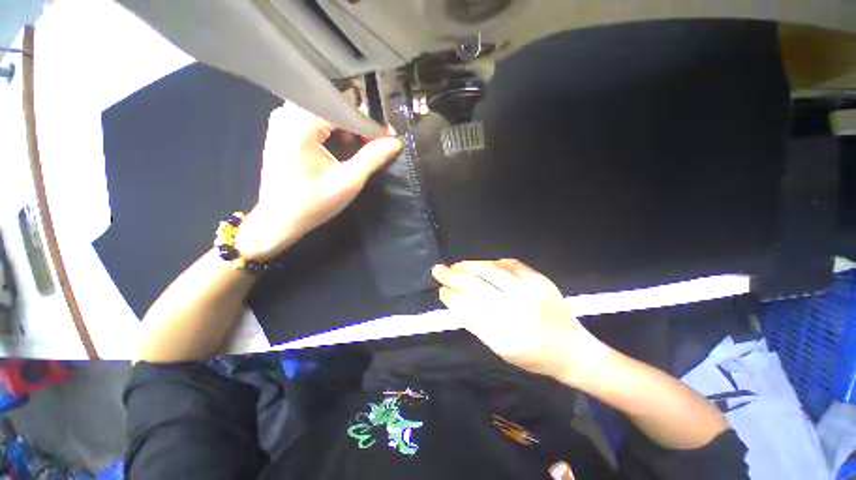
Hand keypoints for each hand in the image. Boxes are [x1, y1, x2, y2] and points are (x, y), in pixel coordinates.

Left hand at [235, 102, 402, 260]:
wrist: (279, 220)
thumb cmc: (314, 203)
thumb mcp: (349, 181)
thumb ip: (373, 157)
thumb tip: (395, 142)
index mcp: (301, 125)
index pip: (344, 109)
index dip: (370, 123)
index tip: (388, 138)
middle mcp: (287, 114)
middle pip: (333, 106)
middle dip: (359, 123)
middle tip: (376, 142)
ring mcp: (281, 121)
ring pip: (324, 111)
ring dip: (346, 126)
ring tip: (360, 145)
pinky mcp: (281, 130)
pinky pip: (312, 118)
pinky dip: (332, 128)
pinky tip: (341, 143)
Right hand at [431, 259, 608, 384]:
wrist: (573, 350)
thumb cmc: (533, 356)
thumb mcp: (500, 349)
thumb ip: (476, 323)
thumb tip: (455, 298)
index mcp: (505, 337)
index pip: (468, 310)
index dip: (451, 297)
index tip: (441, 290)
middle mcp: (516, 311)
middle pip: (476, 287)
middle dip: (453, 276)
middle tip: (438, 270)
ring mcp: (530, 292)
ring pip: (491, 271)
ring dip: (469, 265)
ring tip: (456, 265)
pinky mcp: (540, 280)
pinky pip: (509, 264)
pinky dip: (491, 262)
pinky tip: (480, 264)